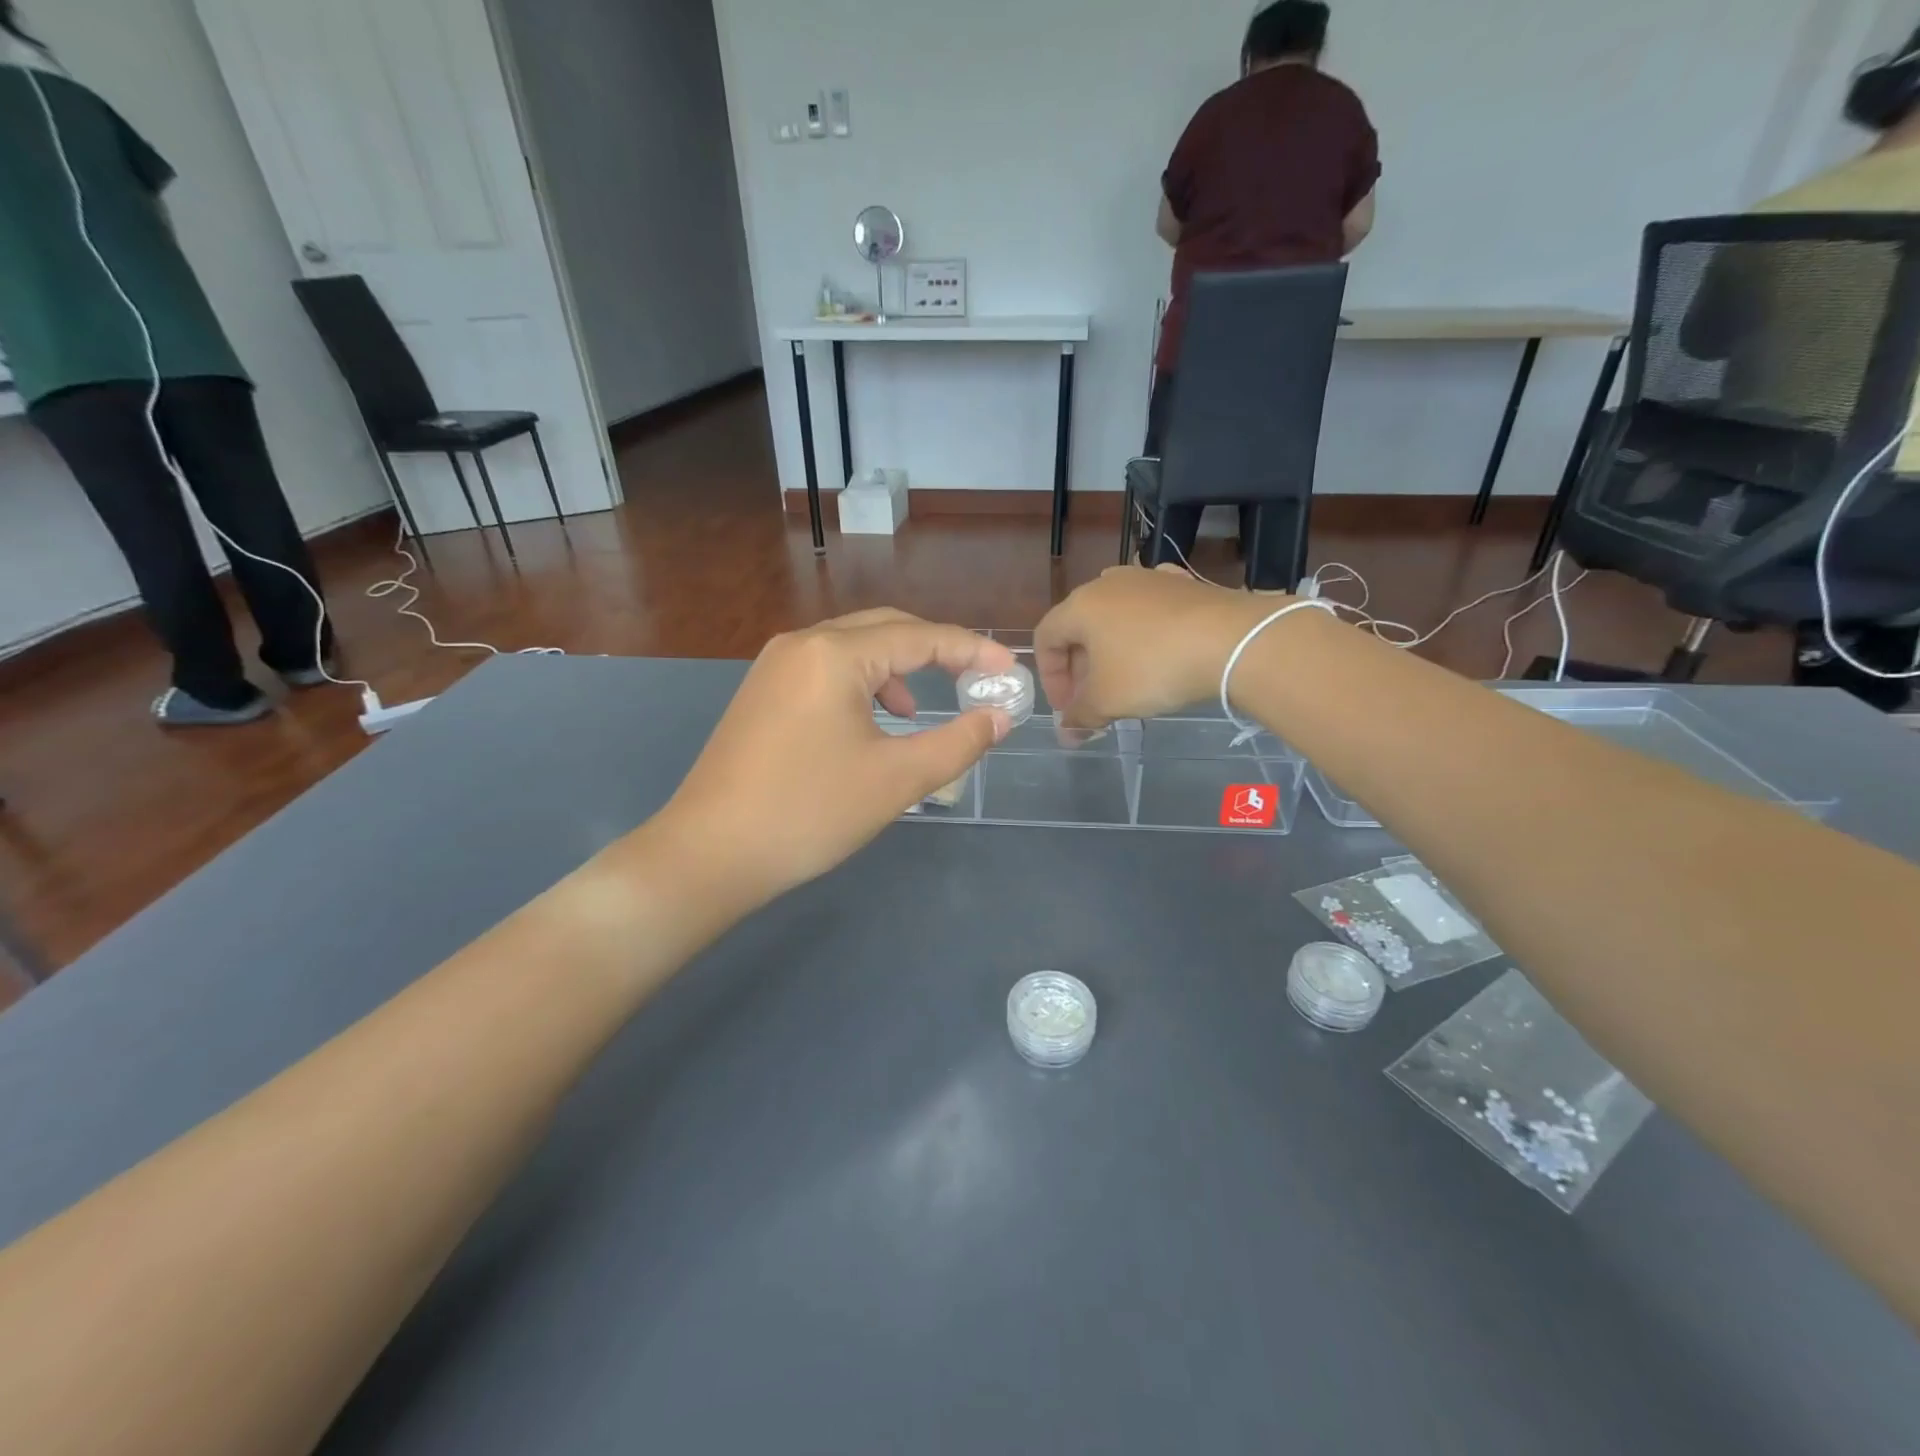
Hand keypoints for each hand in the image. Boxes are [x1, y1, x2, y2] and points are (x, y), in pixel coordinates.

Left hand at [657, 610, 1015, 910]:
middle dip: (935, 652)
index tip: (1010, 670)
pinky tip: (870, 725)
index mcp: (834, 654)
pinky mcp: (762, 693)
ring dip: (896, 670)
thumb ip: (958, 743)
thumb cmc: (809, 812)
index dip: (972, 650)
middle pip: (885, 630)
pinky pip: (826, 671)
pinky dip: (862, 686)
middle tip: (974, 680)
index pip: (920, 637)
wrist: (710, 853)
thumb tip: (998, 717)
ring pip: (853, 650)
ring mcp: (774, 667)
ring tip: (916, 714)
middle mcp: (802, 644)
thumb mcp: (896, 780)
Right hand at [1034, 566, 1282, 730]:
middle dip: (1080, 669)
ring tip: (1126, 682)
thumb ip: (1080, 717)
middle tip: (1093, 701)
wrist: (1233, 641)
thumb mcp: (1107, 701)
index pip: (1045, 638)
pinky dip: (1145, 635)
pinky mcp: (1183, 584)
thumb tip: (1067, 733)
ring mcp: (1149, 579)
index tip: (1068, 709)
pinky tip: (1160, 655)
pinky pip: (1150, 611)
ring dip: (1111, 652)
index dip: (1050, 678)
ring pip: (1115, 619)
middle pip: (1079, 628)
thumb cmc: (1153, 668)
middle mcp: (1109, 583)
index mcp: (1080, 605)